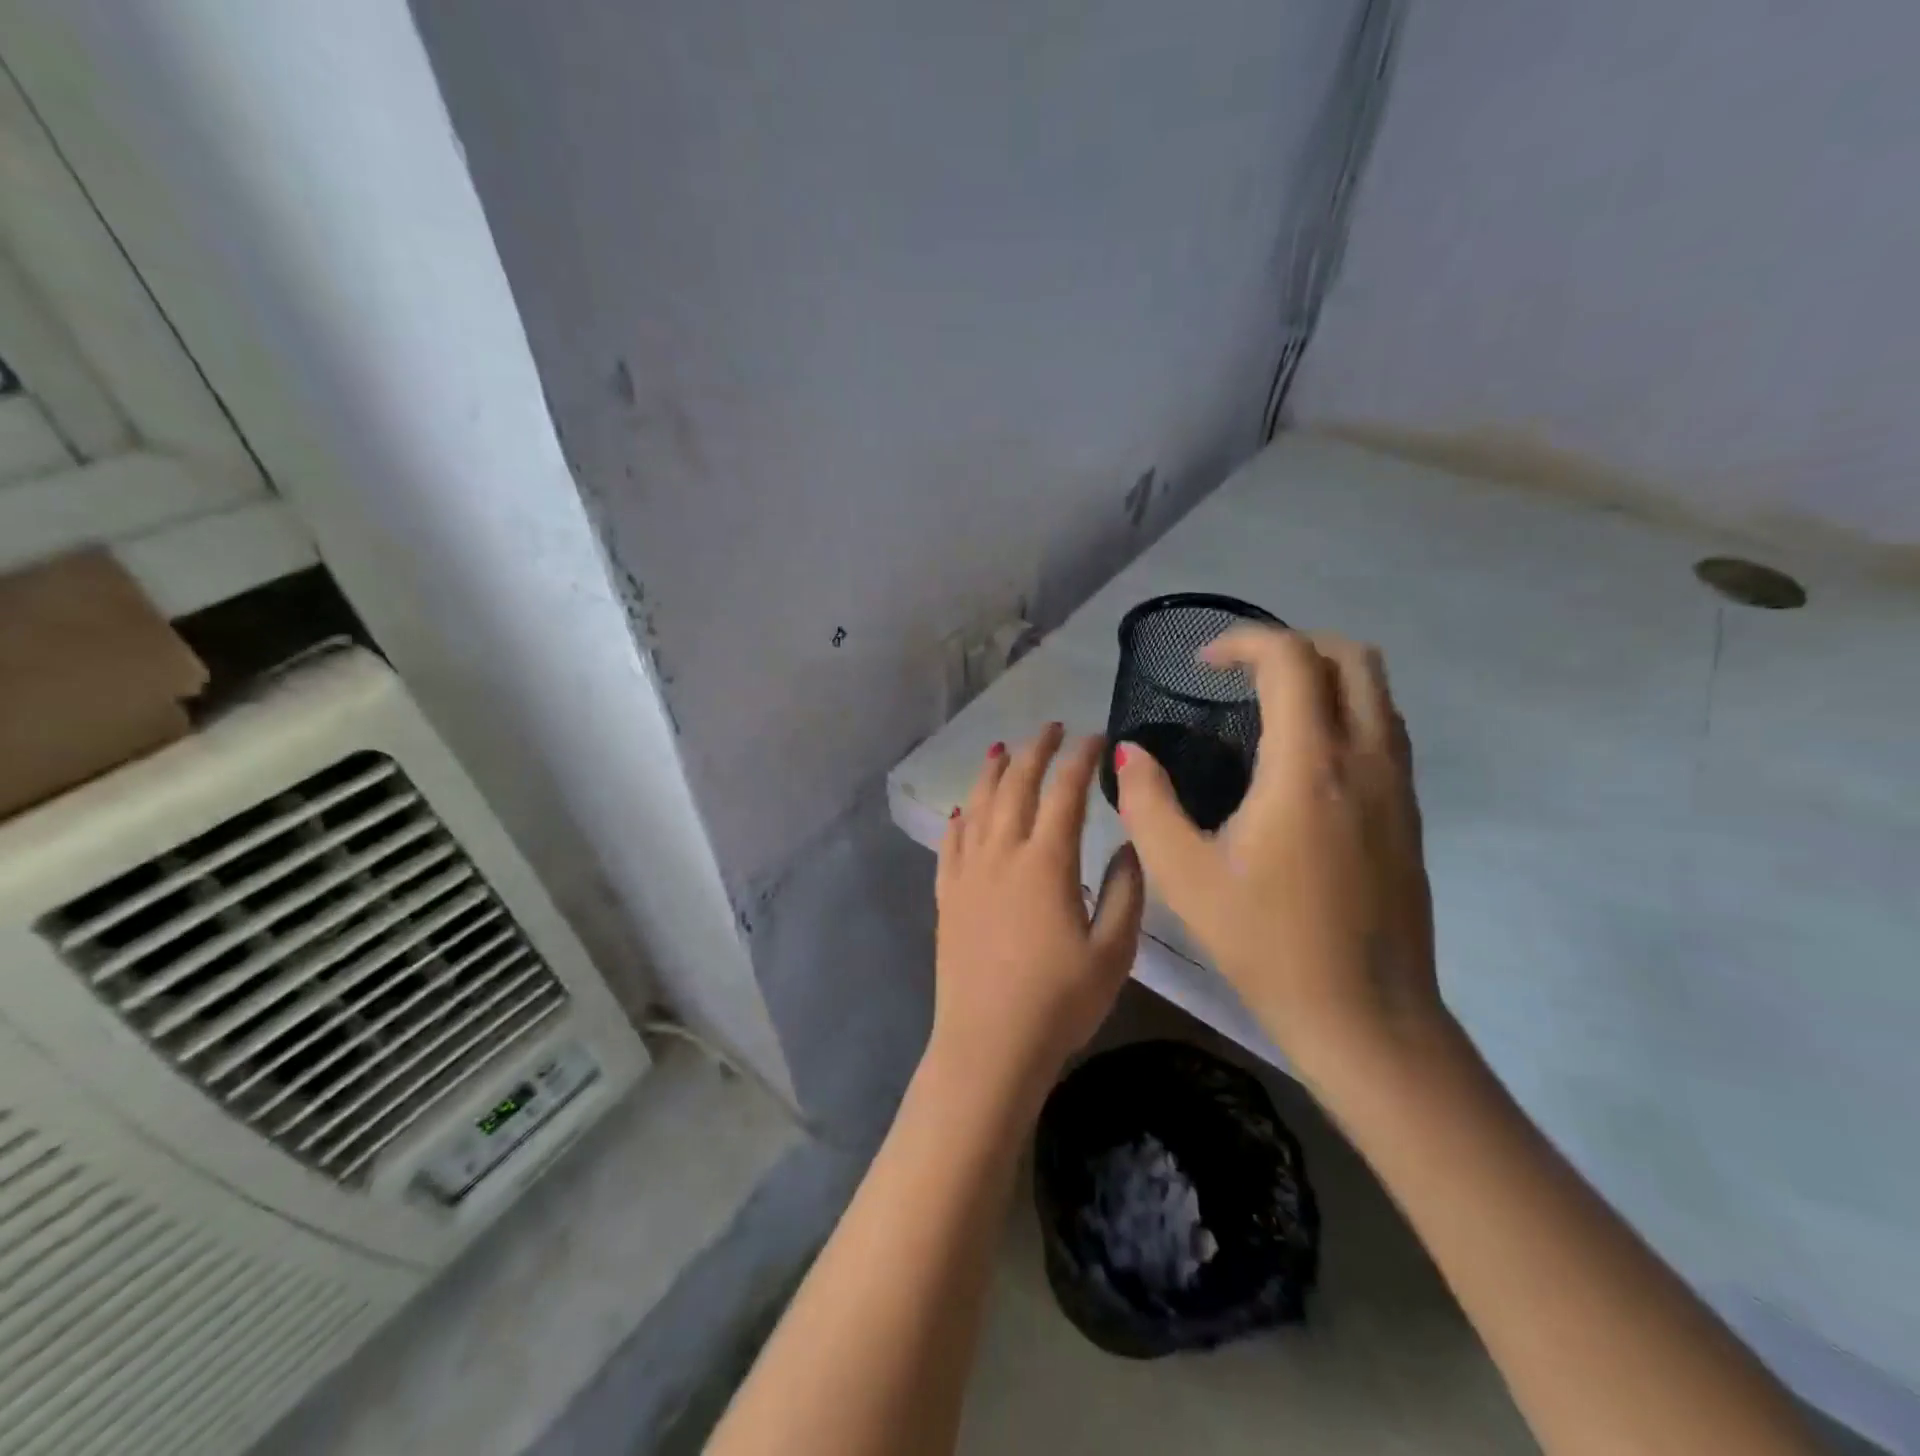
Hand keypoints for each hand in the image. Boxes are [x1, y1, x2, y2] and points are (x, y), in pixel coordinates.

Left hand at [934, 724, 1145, 1096]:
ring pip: (978, 805)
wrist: (989, 1045)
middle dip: (1036, 750)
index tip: (1096, 737)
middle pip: (1017, 785)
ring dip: (993, 772)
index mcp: (1046, 861)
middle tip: (1051, 727)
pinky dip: (960, 818)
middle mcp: (1002, 853)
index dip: (1081, 758)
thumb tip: (1127, 844)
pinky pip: (950, 843)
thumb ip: (1126, 891)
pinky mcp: (946, 896)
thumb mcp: (1114, 952)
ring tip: (1004, 750)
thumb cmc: (1059, 1003)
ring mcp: (968, 873)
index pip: (1065, 792)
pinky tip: (963, 809)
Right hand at [1113, 628, 1441, 1078]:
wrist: (1366, 1015)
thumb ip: (1148, 804)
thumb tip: (1129, 754)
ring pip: (1377, 690)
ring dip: (1324, 676)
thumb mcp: (1184, 877)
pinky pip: (1385, 729)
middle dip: (1293, 646)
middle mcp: (1366, 760)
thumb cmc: (1266, 944)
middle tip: (1241, 677)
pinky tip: (1302, 758)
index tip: (1203, 666)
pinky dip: (1345, 711)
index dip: (1243, 642)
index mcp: (1308, 768)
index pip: (1291, 659)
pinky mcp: (1411, 812)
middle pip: (1351, 657)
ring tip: (1269, 708)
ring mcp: (1399, 785)